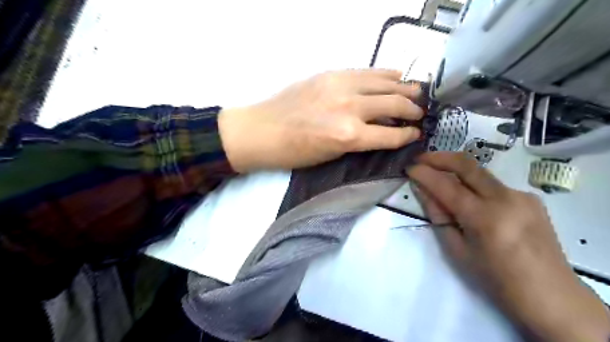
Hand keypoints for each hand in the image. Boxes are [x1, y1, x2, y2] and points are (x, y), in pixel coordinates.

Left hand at [216, 70, 421, 171]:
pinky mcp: (331, 74)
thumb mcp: (330, 155)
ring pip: (385, 83)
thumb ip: (358, 141)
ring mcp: (341, 86)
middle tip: (421, 113)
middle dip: (412, 110)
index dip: (408, 135)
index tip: (416, 133)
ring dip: (405, 88)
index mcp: (349, 136)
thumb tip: (380, 132)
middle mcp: (350, 108)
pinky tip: (396, 76)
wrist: (262, 130)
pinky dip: (385, 74)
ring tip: (416, 93)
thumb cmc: (294, 152)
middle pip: (394, 105)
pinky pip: (366, 71)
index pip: (391, 135)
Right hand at [403, 152, 609, 341]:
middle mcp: (505, 198)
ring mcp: (521, 195)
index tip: (408, 167)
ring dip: (455, 169)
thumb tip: (422, 190)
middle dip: (439, 157)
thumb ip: (438, 215)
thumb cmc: (495, 279)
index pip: (446, 185)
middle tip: (421, 158)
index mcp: (484, 218)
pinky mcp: (530, 197)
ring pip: (480, 172)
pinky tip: (470, 199)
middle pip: (467, 163)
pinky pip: (493, 185)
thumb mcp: (457, 250)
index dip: (424, 173)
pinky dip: (474, 185)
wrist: (550, 295)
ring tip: (439, 176)